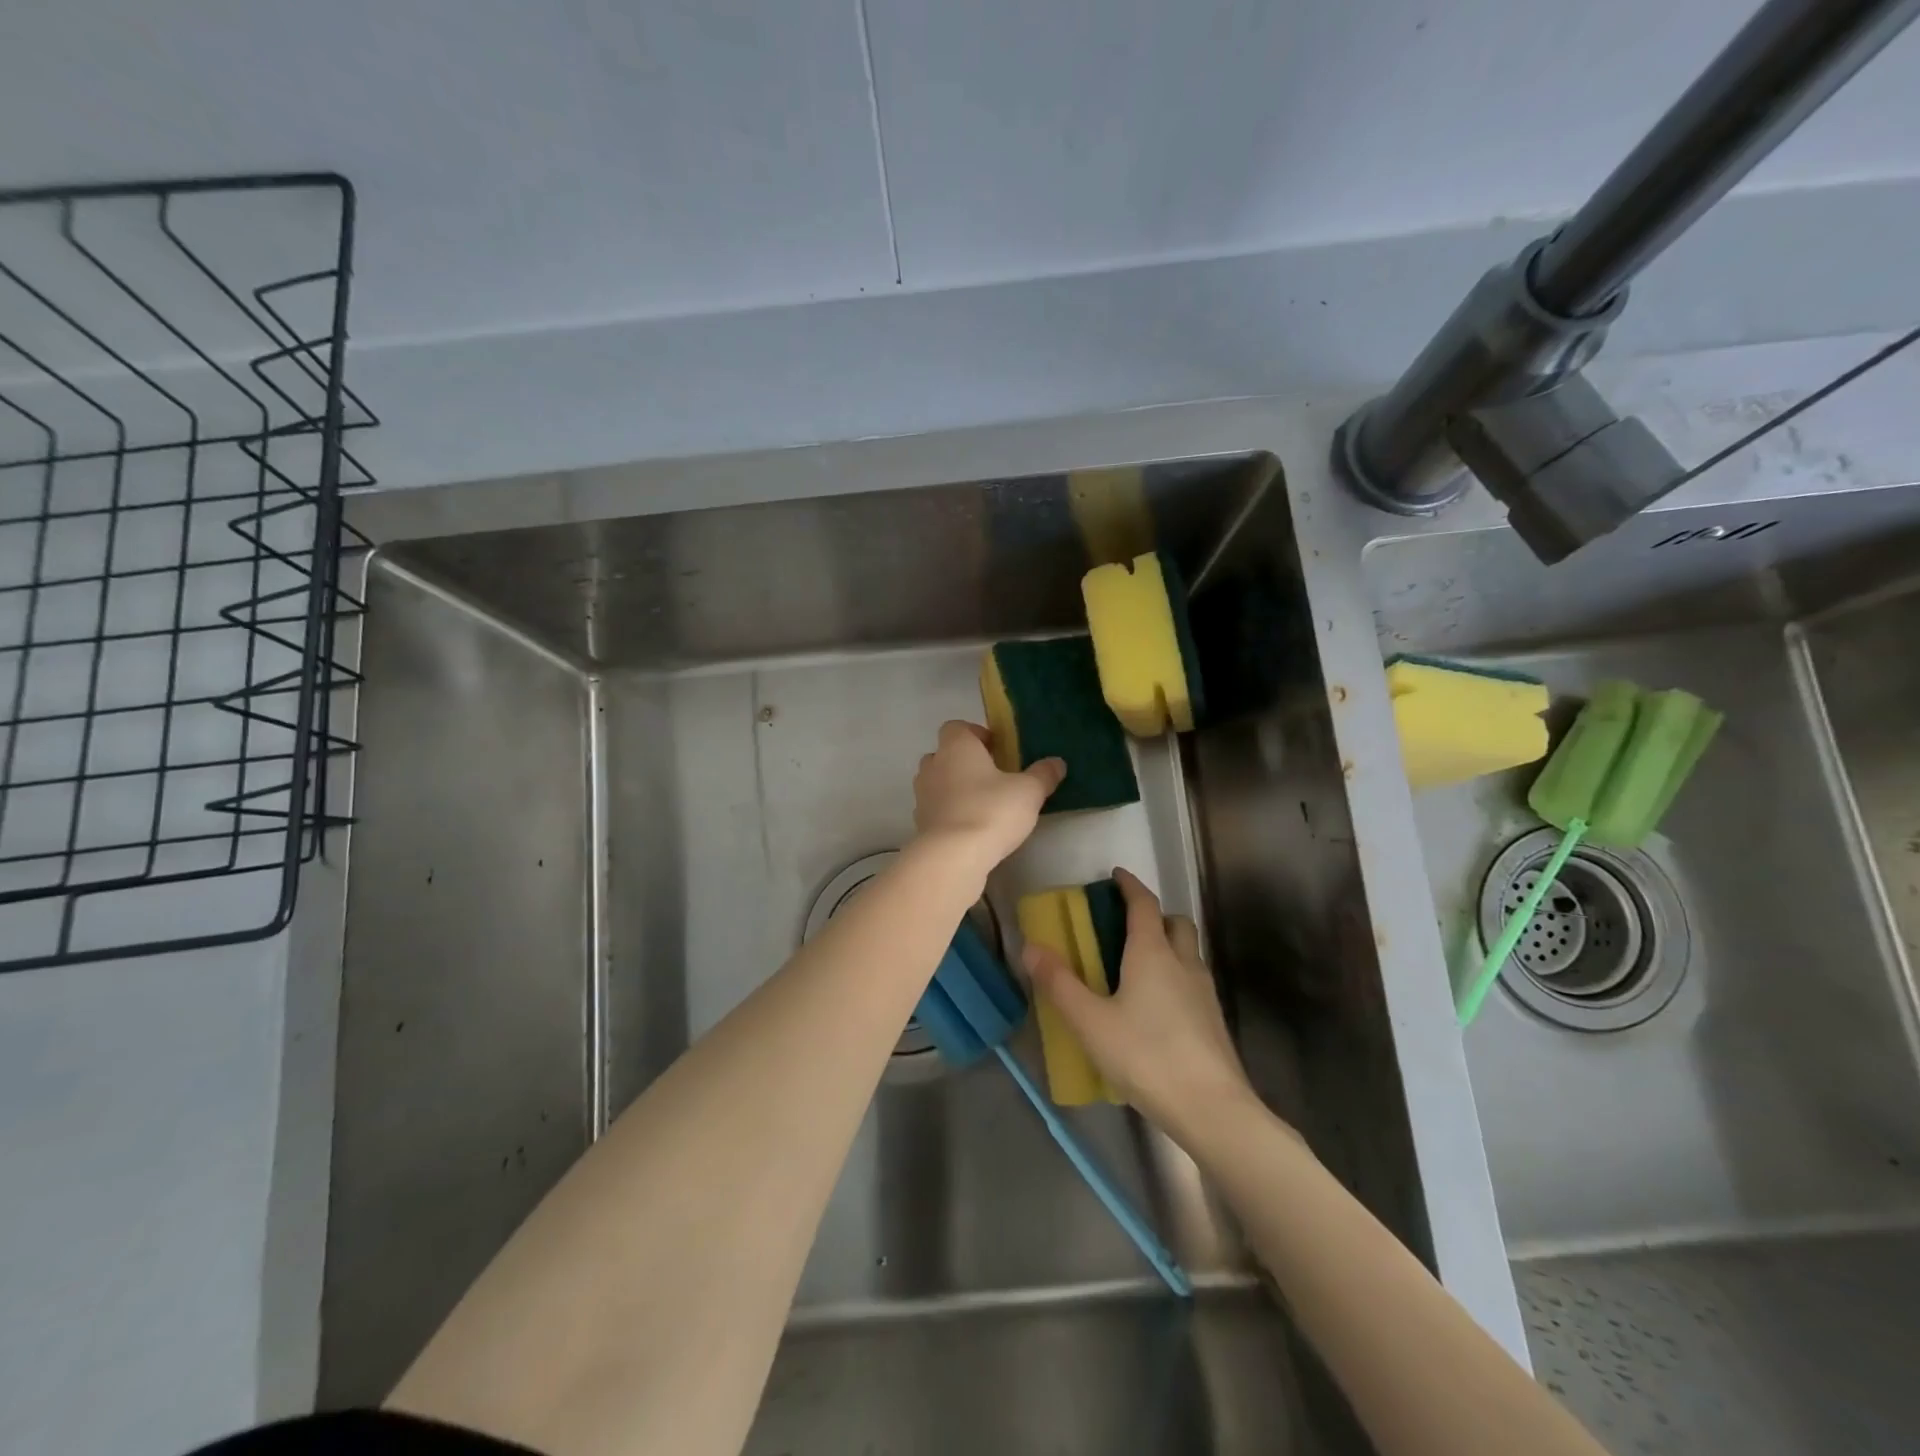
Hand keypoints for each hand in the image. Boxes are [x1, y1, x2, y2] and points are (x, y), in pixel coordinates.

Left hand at [912, 721, 1063, 875]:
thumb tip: (1057, 762)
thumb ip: (1043, 774)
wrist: (952, 857)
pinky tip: (970, 828)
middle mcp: (933, 765)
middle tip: (992, 777)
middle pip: (945, 754)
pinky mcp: (919, 823)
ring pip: (937, 782)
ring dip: (955, 788)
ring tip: (982, 804)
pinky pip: (935, 809)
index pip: (957, 727)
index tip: (997, 749)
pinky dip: (949, 813)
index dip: (976, 734)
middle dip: (965, 762)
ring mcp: (921, 795)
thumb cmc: (991, 811)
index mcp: (956, 747)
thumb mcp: (1028, 791)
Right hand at [1024, 867, 1256, 1145]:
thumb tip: (1031, 947)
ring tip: (1136, 967)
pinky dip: (1174, 975)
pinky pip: (1192, 980)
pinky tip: (1155, 1006)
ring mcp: (1204, 992)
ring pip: (1188, 952)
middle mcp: (1183, 963)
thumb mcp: (1091, 1022)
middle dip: (1153, 915)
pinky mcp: (1213, 1020)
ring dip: (1167, 945)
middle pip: (1175, 922)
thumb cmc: (1146, 1056)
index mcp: (1153, 953)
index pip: (1144, 903)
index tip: (1116, 876)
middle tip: (1126, 926)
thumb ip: (1060, 984)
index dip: (1129, 885)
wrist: (1212, 1108)